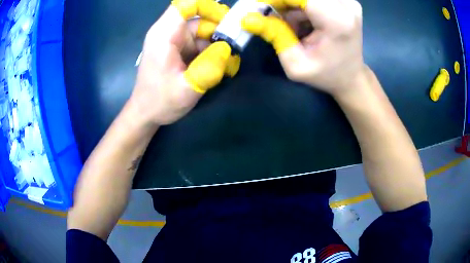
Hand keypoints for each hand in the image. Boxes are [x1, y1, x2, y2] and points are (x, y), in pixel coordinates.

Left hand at [130, 0, 240, 125]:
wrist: (146, 114)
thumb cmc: (160, 102)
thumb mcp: (186, 89)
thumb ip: (209, 67)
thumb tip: (228, 49)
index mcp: (164, 35)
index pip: (186, 5)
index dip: (208, 7)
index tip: (227, 21)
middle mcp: (169, 33)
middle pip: (200, 19)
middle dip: (221, 31)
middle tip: (236, 49)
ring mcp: (176, 41)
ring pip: (204, 32)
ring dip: (219, 45)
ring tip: (229, 64)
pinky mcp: (180, 50)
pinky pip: (201, 43)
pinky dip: (213, 52)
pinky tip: (220, 67)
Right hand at [241, 0, 364, 95]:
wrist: (351, 77)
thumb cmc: (326, 75)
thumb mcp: (296, 64)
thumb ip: (274, 35)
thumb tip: (247, 18)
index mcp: (337, 21)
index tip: (258, 8)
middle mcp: (346, 5)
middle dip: (282, 2)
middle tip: (270, 15)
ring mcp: (348, 1)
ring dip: (291, 5)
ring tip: (292, 25)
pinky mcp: (345, 0)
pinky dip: (301, 5)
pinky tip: (303, 21)